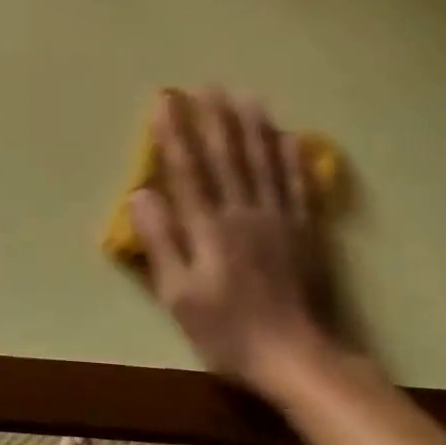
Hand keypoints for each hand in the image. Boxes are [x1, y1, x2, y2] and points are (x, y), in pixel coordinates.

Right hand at [127, 89, 329, 393]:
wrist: (299, 359)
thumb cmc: (228, 331)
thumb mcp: (179, 296)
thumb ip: (161, 242)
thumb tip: (141, 194)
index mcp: (210, 227)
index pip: (188, 169)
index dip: (173, 133)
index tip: (164, 102)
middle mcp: (244, 212)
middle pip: (227, 156)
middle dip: (213, 118)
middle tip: (205, 84)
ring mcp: (278, 219)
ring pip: (263, 162)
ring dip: (252, 126)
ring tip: (244, 95)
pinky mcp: (304, 231)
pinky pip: (297, 185)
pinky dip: (291, 158)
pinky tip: (288, 137)